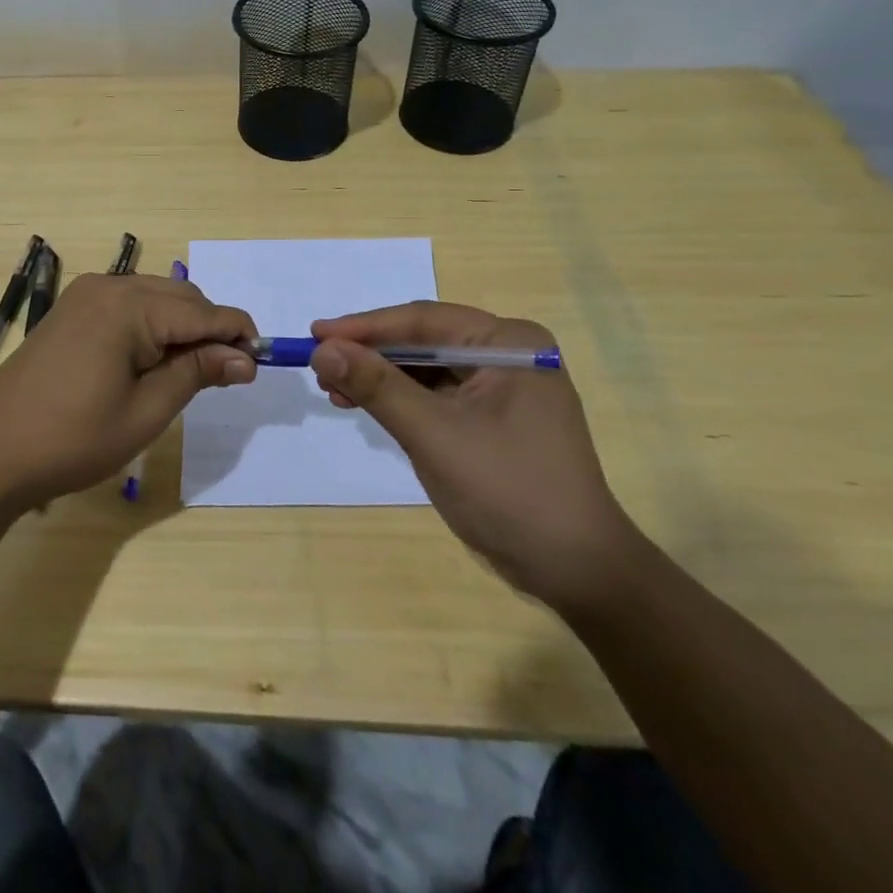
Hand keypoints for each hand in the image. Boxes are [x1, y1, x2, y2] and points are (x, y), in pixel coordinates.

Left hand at [0, 273, 256, 507]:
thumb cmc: (73, 438)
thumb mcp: (146, 411)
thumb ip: (197, 373)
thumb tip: (245, 358)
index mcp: (129, 306)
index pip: (203, 312)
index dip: (237, 335)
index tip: (259, 365)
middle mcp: (109, 286)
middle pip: (182, 297)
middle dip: (210, 329)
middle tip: (225, 375)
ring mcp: (86, 295)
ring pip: (156, 297)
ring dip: (182, 326)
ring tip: (190, 372)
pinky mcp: (72, 309)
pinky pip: (129, 305)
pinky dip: (152, 325)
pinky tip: (152, 360)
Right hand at [309, 302, 637, 611]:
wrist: (577, 572)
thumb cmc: (509, 492)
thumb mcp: (434, 435)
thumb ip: (377, 386)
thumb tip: (322, 348)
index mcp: (509, 342)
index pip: (423, 320)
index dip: (364, 327)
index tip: (315, 335)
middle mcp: (509, 353)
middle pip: (424, 341)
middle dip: (370, 354)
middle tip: (320, 365)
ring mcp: (503, 386)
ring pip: (427, 368)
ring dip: (380, 377)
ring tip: (333, 390)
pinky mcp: (494, 417)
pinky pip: (437, 394)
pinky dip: (400, 400)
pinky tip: (366, 406)